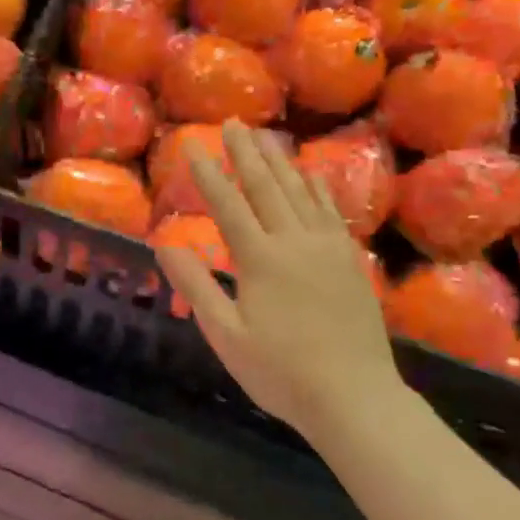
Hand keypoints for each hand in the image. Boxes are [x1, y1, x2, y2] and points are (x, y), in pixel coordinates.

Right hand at [154, 121, 404, 440]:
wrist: (354, 397)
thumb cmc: (280, 371)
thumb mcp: (226, 335)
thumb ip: (196, 286)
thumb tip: (165, 244)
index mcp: (260, 259)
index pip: (228, 205)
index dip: (207, 173)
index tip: (192, 144)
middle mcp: (295, 242)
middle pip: (266, 187)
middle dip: (245, 154)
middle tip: (233, 123)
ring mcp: (328, 248)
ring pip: (300, 193)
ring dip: (279, 162)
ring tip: (265, 136)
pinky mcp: (350, 260)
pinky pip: (331, 211)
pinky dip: (318, 187)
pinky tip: (311, 174)